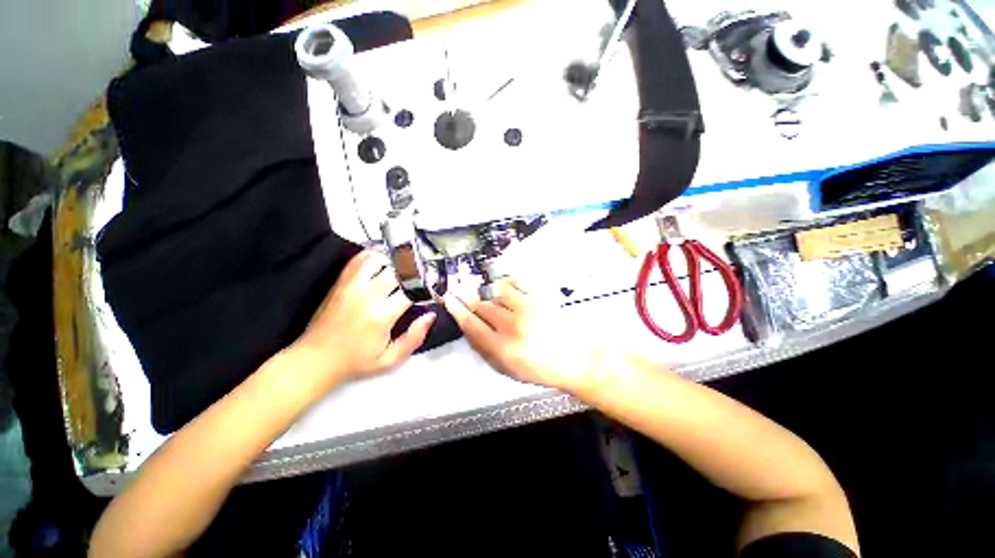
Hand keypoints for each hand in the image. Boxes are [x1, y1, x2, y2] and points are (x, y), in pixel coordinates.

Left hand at [290, 250, 434, 388]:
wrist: (315, 359)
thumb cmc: (355, 362)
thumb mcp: (389, 360)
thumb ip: (413, 338)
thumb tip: (430, 315)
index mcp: (381, 316)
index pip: (412, 290)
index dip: (426, 287)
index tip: (432, 291)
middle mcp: (366, 296)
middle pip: (398, 270)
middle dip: (414, 273)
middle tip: (421, 279)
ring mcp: (351, 286)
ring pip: (379, 259)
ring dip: (394, 263)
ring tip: (401, 273)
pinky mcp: (341, 282)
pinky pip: (359, 259)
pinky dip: (374, 257)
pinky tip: (383, 266)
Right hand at [442, 279, 599, 391]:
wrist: (575, 360)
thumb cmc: (540, 368)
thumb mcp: (507, 369)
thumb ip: (485, 349)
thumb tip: (469, 328)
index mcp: (501, 348)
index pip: (471, 323)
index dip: (456, 309)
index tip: (448, 298)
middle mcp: (510, 326)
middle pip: (481, 306)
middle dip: (471, 301)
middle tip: (465, 295)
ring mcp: (525, 309)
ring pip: (496, 293)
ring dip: (491, 295)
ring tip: (495, 299)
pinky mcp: (538, 299)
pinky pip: (514, 284)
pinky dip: (507, 285)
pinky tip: (507, 289)